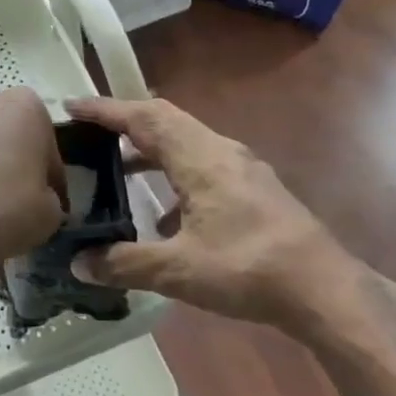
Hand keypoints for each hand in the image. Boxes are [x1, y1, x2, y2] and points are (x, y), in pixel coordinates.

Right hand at [65, 96, 392, 335]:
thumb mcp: (179, 271)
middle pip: (165, 119)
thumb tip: (78, 263)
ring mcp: (241, 167)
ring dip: (150, 147)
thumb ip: (125, 263)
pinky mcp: (253, 187)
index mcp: (199, 158)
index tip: (71, 106)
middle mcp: (220, 150)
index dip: (105, 110)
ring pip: (185, 140)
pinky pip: (202, 163)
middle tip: (89, 131)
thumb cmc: (248, 269)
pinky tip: (164, 215)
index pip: (144, 118)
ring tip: (117, 168)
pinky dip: (174, 173)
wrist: (324, 288)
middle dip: (125, 120)